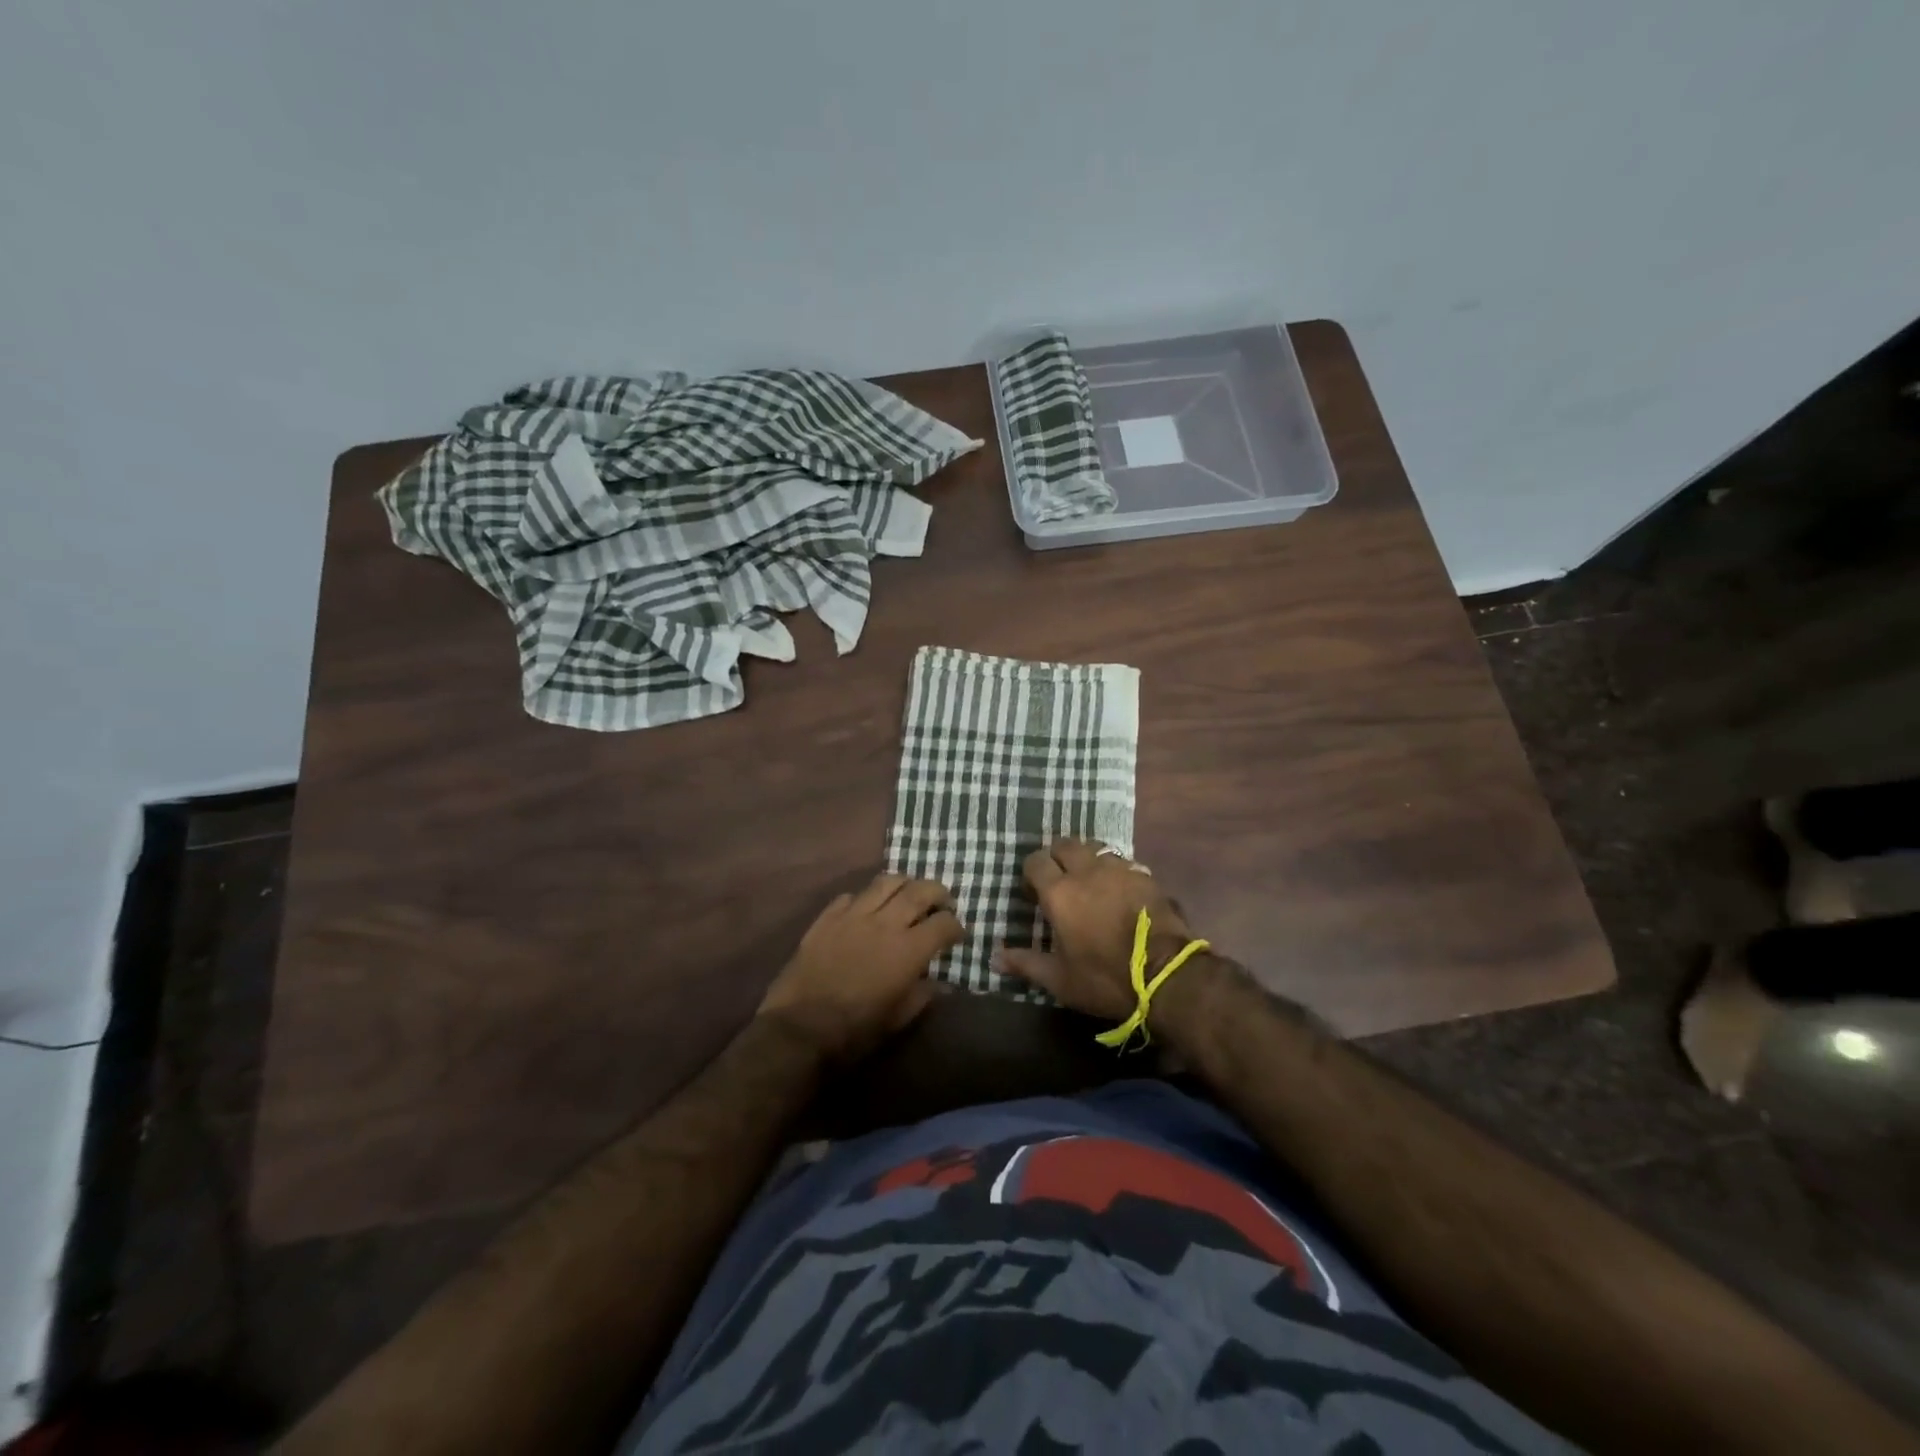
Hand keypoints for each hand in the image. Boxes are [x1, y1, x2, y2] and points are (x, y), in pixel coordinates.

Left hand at [757, 873, 963, 1061]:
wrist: (798, 1029)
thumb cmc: (854, 1031)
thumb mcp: (898, 1020)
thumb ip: (923, 996)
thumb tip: (939, 983)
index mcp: (908, 950)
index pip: (943, 923)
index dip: (955, 927)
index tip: (957, 935)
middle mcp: (884, 923)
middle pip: (919, 890)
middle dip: (937, 892)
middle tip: (942, 902)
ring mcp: (853, 915)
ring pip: (886, 882)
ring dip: (904, 884)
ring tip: (907, 894)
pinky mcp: (826, 917)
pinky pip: (850, 895)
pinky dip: (865, 898)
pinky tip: (866, 910)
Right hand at [995, 839, 1198, 1020]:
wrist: (1167, 974)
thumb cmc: (1106, 978)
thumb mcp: (1060, 980)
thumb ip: (1026, 964)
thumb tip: (994, 959)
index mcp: (1060, 892)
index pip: (1036, 861)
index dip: (1031, 873)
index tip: (1033, 894)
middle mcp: (1086, 871)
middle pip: (1065, 845)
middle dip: (1057, 858)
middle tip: (1059, 882)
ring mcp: (1119, 869)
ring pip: (1095, 848)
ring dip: (1086, 859)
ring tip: (1088, 882)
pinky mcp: (1145, 875)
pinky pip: (1121, 862)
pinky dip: (1113, 870)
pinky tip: (1117, 891)